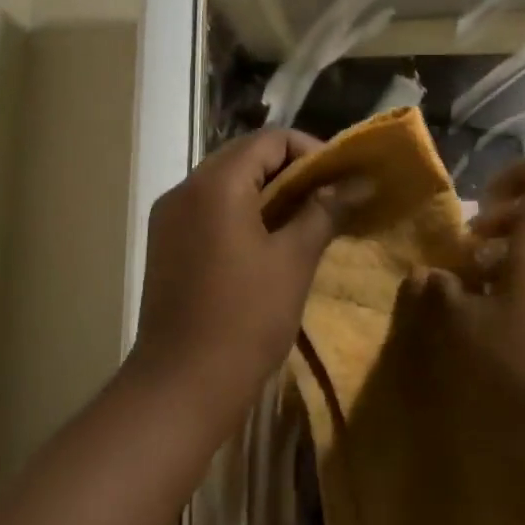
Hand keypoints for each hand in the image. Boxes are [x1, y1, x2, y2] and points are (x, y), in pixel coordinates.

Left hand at [129, 130, 352, 426]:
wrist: (180, 385)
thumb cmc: (245, 318)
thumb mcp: (294, 260)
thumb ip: (324, 211)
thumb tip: (359, 181)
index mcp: (215, 183)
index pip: (269, 139)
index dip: (310, 150)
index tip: (340, 179)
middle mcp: (185, 188)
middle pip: (244, 156)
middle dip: (289, 170)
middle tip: (327, 197)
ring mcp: (169, 216)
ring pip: (225, 182)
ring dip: (265, 191)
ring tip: (303, 218)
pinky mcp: (165, 243)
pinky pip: (208, 208)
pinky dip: (240, 211)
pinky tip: (266, 240)